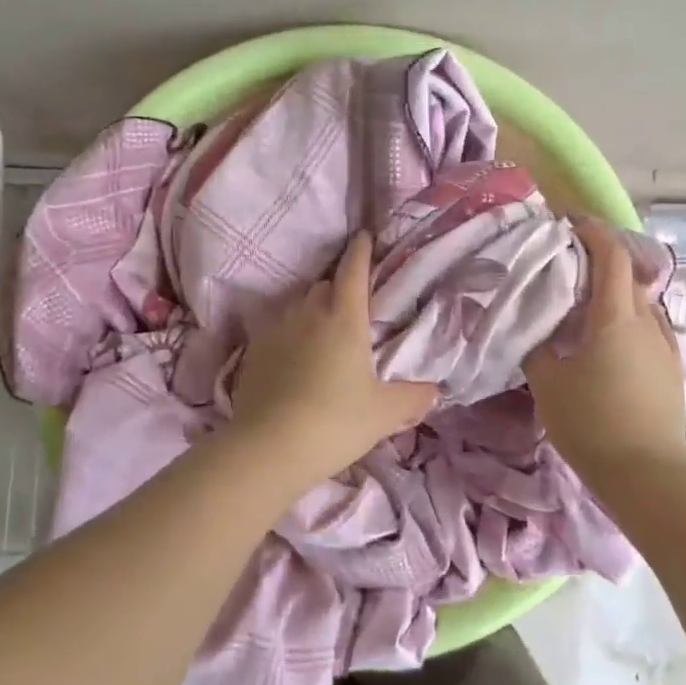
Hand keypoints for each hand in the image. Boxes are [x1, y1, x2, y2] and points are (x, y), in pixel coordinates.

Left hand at [230, 232, 438, 479]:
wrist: (269, 448)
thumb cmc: (335, 422)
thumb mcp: (384, 413)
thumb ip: (412, 397)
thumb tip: (432, 390)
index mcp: (344, 318)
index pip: (354, 270)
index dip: (361, 251)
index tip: (364, 236)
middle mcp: (308, 313)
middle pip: (323, 285)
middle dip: (337, 287)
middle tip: (350, 306)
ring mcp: (276, 330)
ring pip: (296, 305)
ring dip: (311, 310)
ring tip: (320, 333)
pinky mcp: (253, 352)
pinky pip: (275, 330)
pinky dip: (288, 335)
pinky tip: (292, 359)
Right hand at [524, 218, 685, 479]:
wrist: (647, 476)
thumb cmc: (592, 423)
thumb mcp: (548, 383)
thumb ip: (537, 347)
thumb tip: (532, 327)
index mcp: (615, 317)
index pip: (612, 256)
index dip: (593, 232)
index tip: (569, 223)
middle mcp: (646, 322)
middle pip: (628, 274)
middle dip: (601, 259)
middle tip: (567, 263)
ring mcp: (664, 346)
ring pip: (640, 301)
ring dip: (616, 290)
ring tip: (586, 301)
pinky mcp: (671, 369)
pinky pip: (648, 327)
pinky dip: (627, 317)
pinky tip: (608, 338)